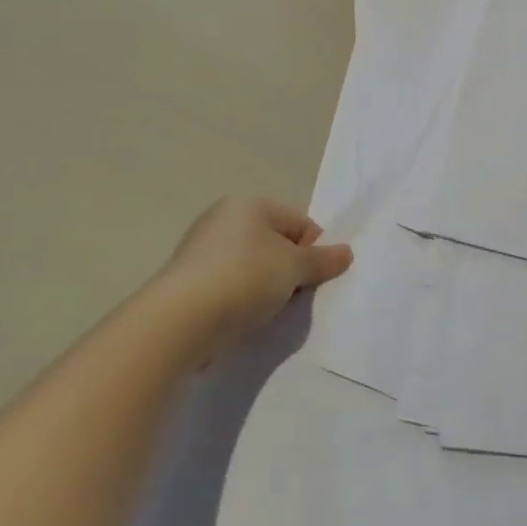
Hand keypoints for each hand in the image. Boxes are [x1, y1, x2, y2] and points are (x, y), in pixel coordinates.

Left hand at [141, 196, 352, 366]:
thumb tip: (346, 252)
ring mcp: (201, 252)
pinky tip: (244, 320)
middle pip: (276, 244)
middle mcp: (222, 219)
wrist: (180, 322)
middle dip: (290, 271)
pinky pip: (230, 288)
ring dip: (267, 289)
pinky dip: (242, 302)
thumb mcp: (294, 267)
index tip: (313, 279)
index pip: (299, 223)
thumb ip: (323, 259)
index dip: (313, 251)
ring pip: (253, 268)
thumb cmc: (244, 278)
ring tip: (267, 312)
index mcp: (248, 204)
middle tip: (293, 297)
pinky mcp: (188, 284)